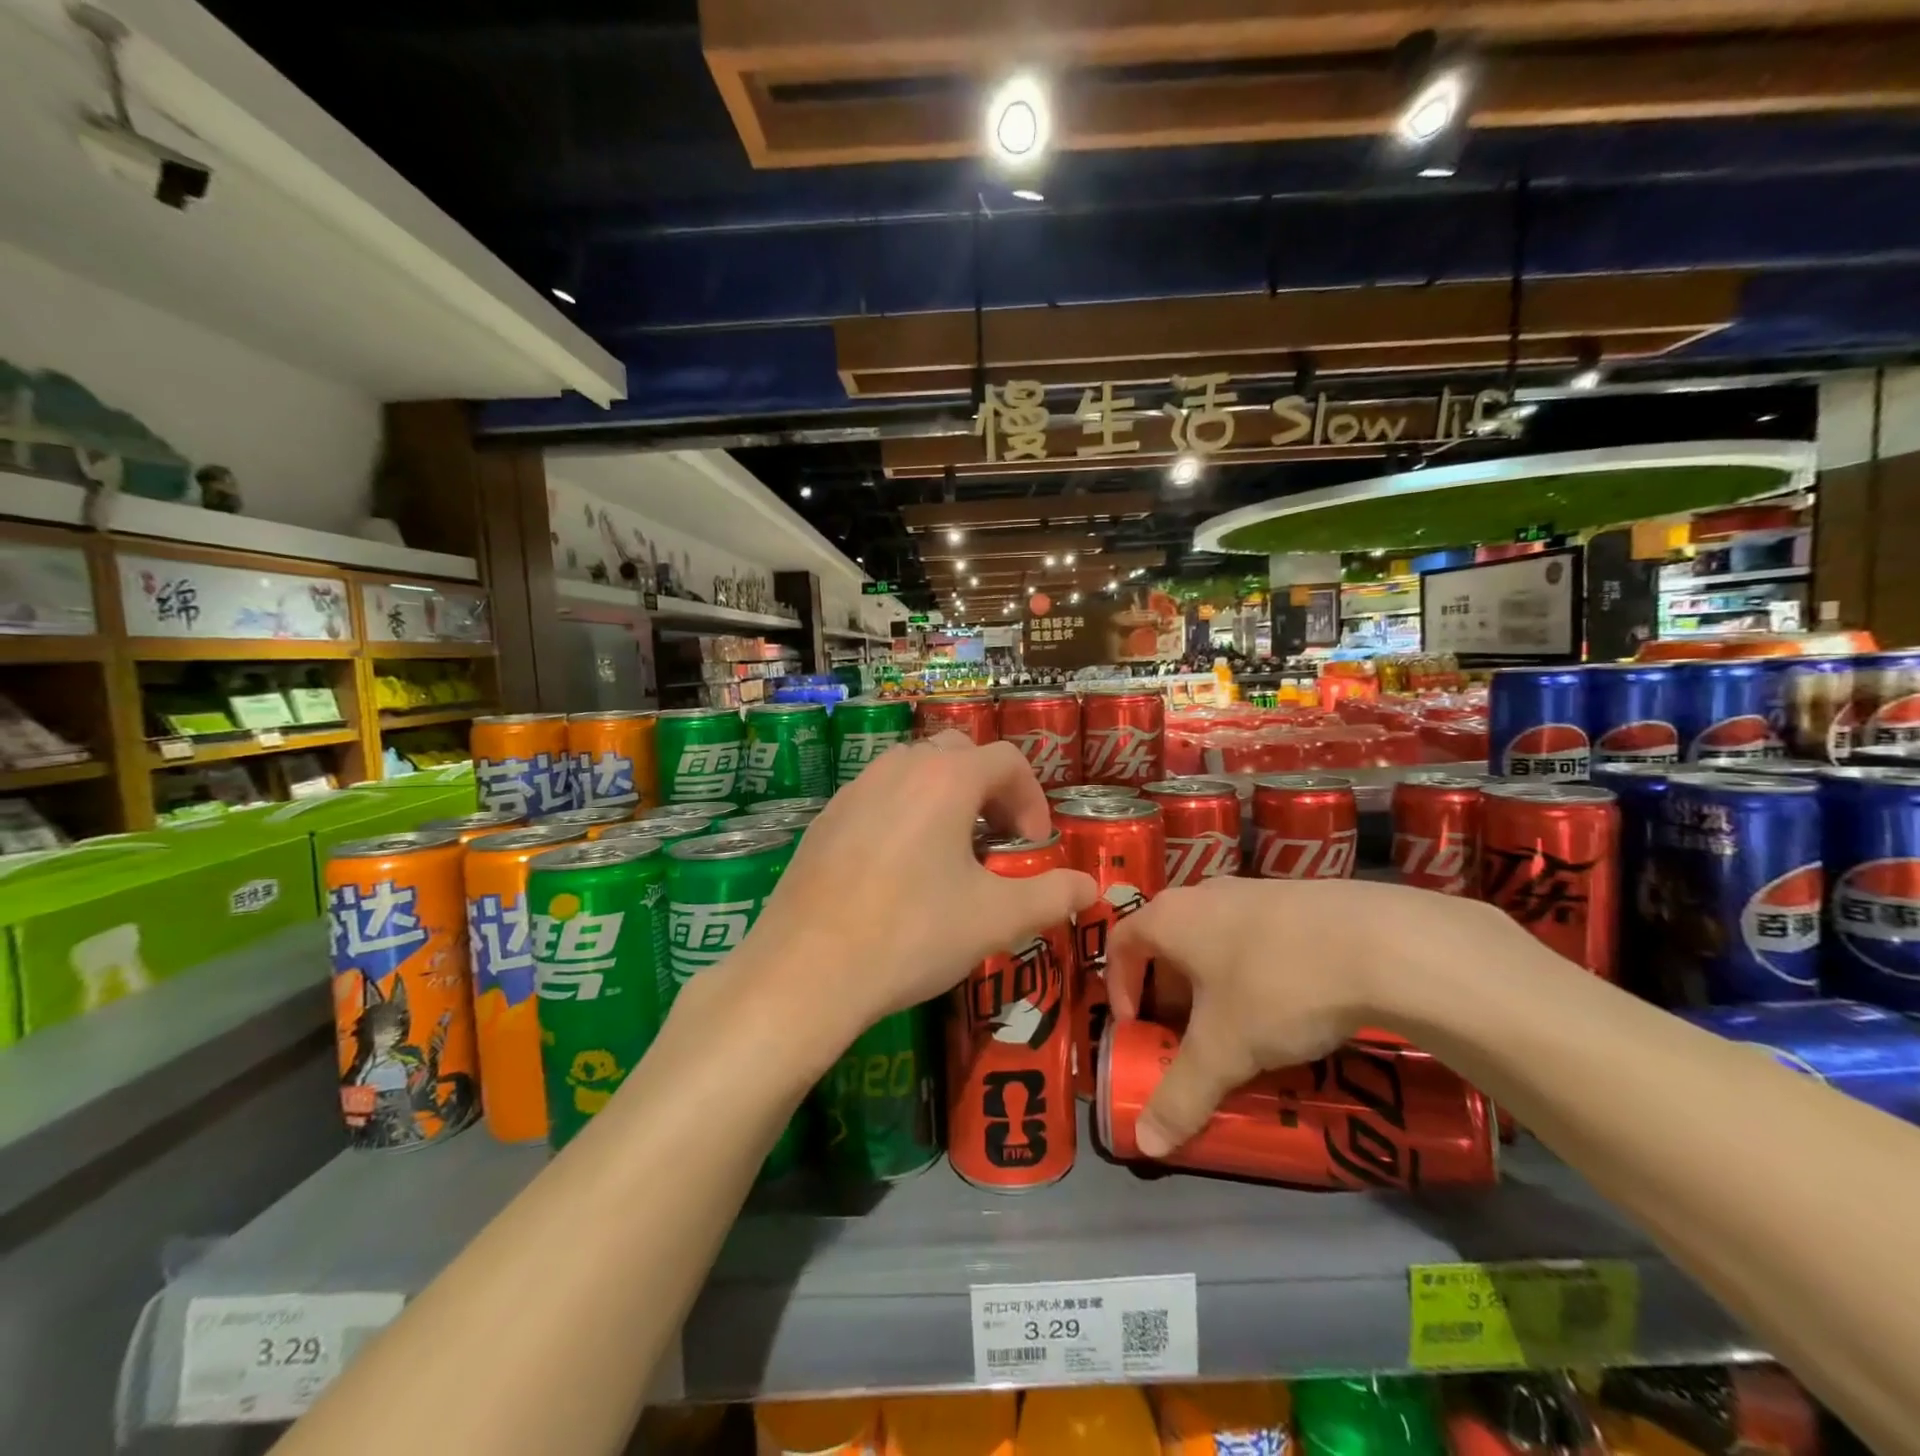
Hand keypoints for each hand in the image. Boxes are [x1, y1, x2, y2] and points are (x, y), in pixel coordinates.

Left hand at [740, 735, 1097, 1048]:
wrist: (806, 969)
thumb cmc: (912, 933)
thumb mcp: (995, 919)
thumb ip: (1052, 896)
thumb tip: (1091, 888)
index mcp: (946, 778)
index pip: (1008, 759)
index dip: (1033, 798)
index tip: (1033, 847)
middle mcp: (899, 767)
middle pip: (959, 753)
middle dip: (990, 790)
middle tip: (996, 841)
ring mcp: (855, 788)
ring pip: (914, 770)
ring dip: (945, 798)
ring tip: (950, 854)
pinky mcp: (825, 817)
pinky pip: (878, 796)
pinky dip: (904, 814)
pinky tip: (897, 870)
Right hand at [1105, 877, 1527, 1156]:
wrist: (1380, 942)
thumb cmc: (1275, 987)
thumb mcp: (1223, 1050)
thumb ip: (1180, 1095)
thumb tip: (1144, 1144)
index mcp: (1170, 918)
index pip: (1120, 942)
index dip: (1119, 986)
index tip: (1136, 1027)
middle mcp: (1203, 894)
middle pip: (1168, 940)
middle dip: (1169, 991)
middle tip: (1187, 1035)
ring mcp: (1253, 890)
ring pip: (1214, 937)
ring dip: (1213, 980)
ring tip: (1241, 1025)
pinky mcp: (1298, 897)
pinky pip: (1257, 934)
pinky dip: (1255, 967)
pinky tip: (1290, 1002)